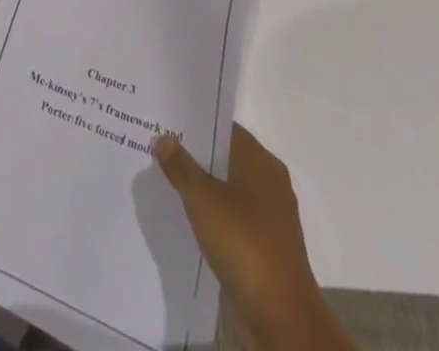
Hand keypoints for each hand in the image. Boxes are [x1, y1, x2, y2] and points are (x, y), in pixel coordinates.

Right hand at [153, 125, 352, 350]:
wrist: (282, 320)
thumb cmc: (245, 245)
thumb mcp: (203, 200)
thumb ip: (181, 166)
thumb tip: (164, 138)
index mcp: (261, 162)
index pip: (224, 128)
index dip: (195, 122)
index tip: (165, 119)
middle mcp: (268, 183)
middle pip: (225, 158)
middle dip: (194, 154)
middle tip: (156, 145)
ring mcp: (268, 217)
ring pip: (227, 189)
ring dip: (201, 186)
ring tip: (163, 178)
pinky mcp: (263, 247)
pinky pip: (231, 218)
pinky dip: (211, 214)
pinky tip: (184, 216)